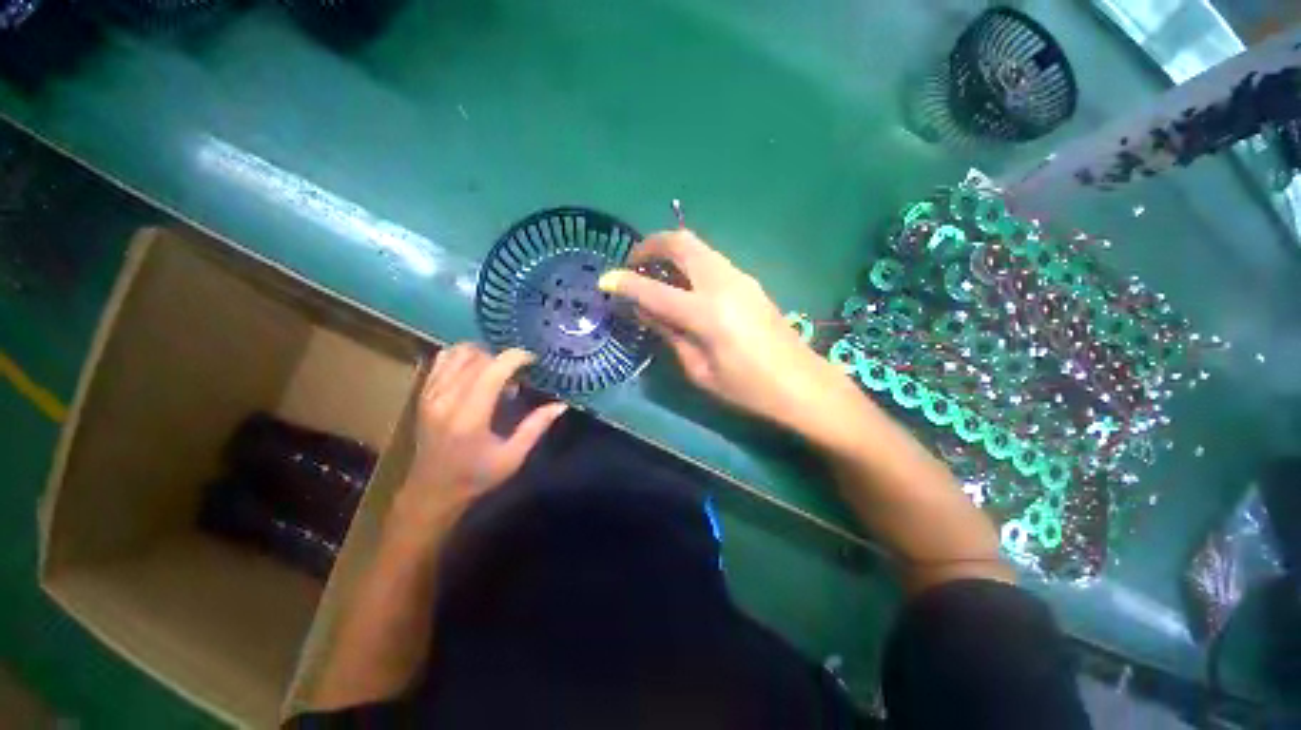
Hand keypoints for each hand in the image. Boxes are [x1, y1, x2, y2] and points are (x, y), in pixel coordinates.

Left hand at [388, 344, 567, 548]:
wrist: (431, 491)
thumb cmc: (476, 477)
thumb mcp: (513, 457)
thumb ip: (536, 427)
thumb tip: (561, 404)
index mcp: (469, 417)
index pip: (492, 370)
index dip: (516, 357)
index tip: (533, 360)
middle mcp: (446, 399)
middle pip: (478, 358)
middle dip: (502, 359)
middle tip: (517, 376)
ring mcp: (430, 394)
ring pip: (459, 353)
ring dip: (483, 355)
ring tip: (497, 372)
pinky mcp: (423, 393)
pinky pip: (443, 360)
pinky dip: (463, 357)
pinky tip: (476, 371)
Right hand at [598, 230, 850, 430]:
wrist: (801, 384)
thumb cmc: (747, 389)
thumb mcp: (699, 370)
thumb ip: (669, 333)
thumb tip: (643, 309)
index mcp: (707, 314)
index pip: (654, 289)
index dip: (624, 282)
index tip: (604, 280)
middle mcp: (722, 284)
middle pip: (680, 242)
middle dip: (649, 245)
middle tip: (633, 264)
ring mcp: (739, 277)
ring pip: (696, 245)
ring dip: (670, 251)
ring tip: (654, 273)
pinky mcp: (748, 280)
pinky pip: (710, 258)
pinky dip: (688, 261)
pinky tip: (683, 284)